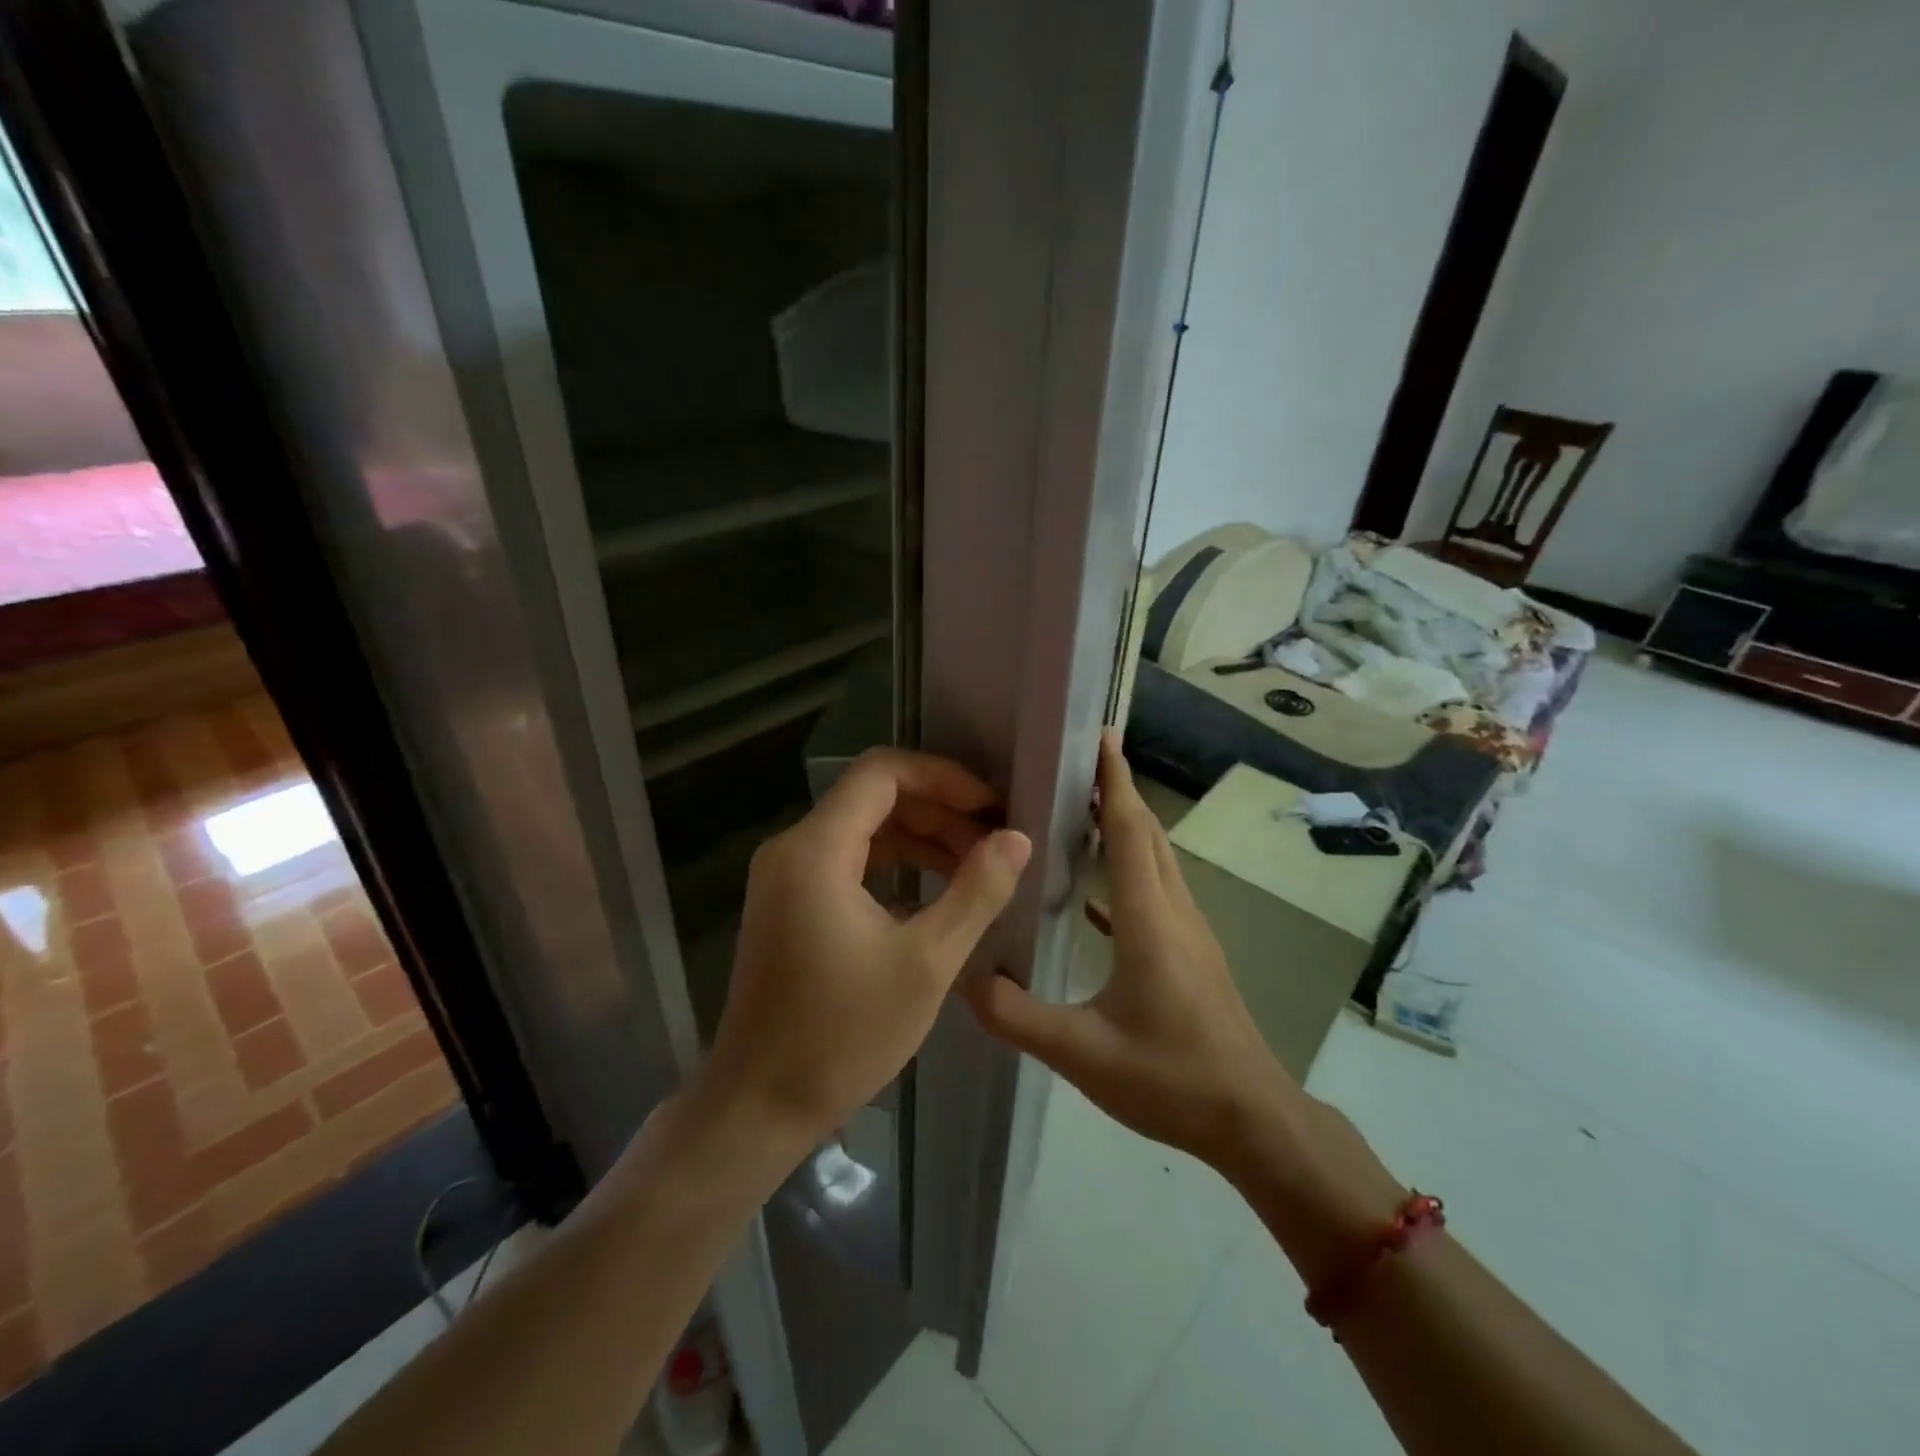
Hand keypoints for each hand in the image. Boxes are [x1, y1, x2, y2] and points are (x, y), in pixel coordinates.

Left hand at [701, 748, 1031, 1150]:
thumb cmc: (844, 1035)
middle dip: (940, 811)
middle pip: (875, 798)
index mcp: (816, 849)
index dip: (944, 778)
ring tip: (977, 866)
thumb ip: (977, 891)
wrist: (760, 1105)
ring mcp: (786, 876)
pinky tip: (937, 894)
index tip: (991, 807)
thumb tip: (1017, 838)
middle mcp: (793, 848)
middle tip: (994, 842)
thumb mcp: (927, 962)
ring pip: (865, 830)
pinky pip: (850, 861)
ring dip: (922, 839)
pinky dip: (896, 865)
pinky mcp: (790, 903)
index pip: (883, 773)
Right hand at [963, 732, 1292, 1169]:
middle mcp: (1174, 911)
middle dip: (1117, 791)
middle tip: (1075, 765)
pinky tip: (1093, 891)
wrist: (1254, 1120)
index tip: (1100, 737)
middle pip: (1147, 834)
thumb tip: (963, 977)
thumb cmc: (1171, 1080)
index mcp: (1150, 919)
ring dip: (1126, 826)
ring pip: (1156, 859)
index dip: (1115, 782)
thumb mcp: (1083, 1054)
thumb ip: (1017, 1016)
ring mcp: (1189, 931)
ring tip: (1080, 811)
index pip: (1130, 831)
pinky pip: (1156, 892)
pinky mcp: (1191, 952)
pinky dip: (1127, 871)